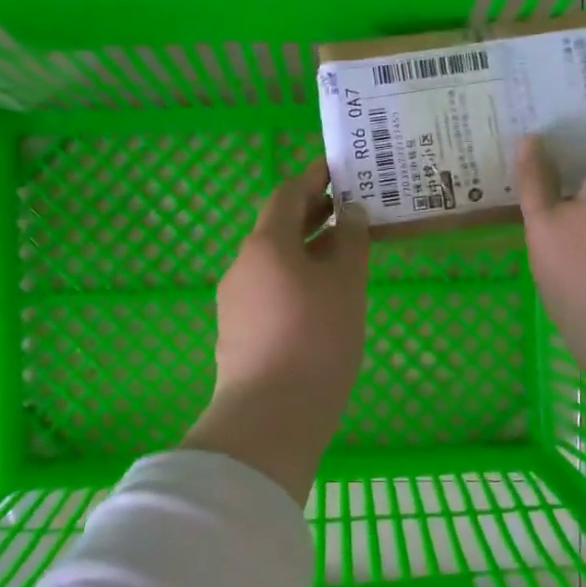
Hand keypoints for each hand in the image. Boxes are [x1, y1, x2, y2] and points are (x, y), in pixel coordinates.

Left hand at [183, 159, 370, 502]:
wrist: (270, 417)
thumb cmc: (316, 339)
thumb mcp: (345, 285)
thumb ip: (350, 242)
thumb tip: (350, 213)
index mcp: (266, 245)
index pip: (287, 195)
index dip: (313, 178)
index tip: (338, 169)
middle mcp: (242, 266)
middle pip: (277, 228)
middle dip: (312, 215)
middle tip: (350, 211)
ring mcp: (234, 301)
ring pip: (273, 262)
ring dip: (305, 251)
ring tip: (343, 256)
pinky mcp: (236, 332)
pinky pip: (268, 290)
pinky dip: (294, 280)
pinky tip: (319, 299)